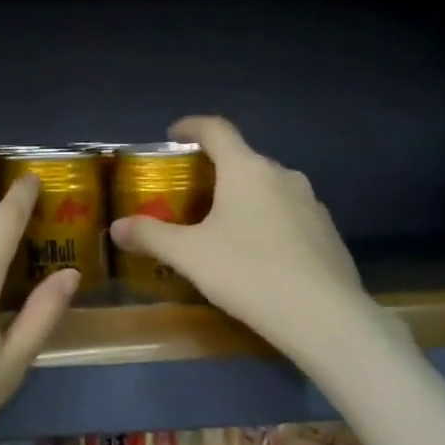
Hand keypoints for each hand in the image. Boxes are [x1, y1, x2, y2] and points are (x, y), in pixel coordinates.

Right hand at [109, 116, 374, 357]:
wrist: (325, 318)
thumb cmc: (248, 272)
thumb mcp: (189, 255)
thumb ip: (150, 236)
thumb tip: (116, 227)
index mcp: (246, 169)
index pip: (216, 130)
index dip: (191, 126)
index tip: (173, 134)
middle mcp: (282, 175)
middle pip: (243, 159)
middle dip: (215, 169)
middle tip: (191, 193)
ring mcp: (311, 203)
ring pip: (268, 187)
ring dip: (244, 196)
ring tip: (223, 224)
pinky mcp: (327, 231)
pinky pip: (289, 213)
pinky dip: (268, 220)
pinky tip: (258, 253)